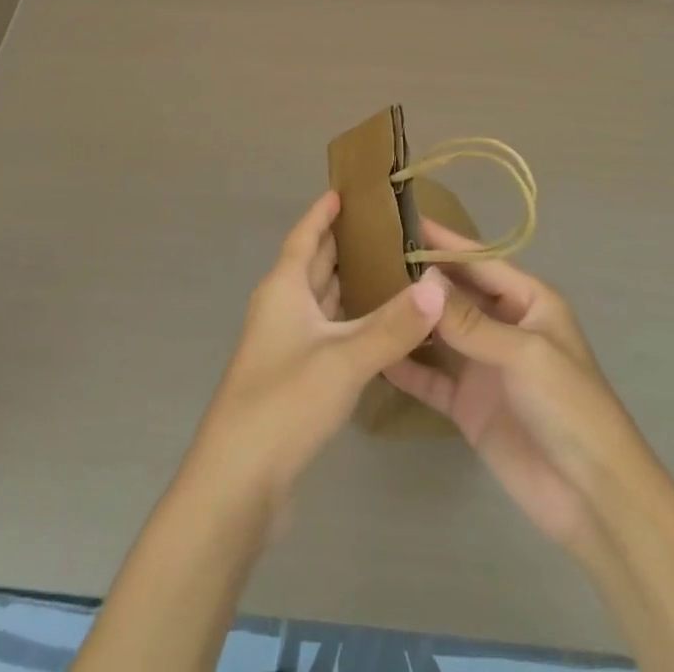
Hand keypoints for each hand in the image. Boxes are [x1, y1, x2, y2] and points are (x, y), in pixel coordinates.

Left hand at [190, 191, 448, 508]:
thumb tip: (437, 287)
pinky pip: (324, 331)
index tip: (343, 191)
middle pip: (312, 264)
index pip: (303, 237)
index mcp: (283, 289)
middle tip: (384, 227)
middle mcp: (280, 308)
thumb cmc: (284, 402)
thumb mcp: (344, 359)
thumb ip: (393, 325)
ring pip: (319, 299)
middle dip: (341, 243)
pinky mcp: (292, 378)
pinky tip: (375, 326)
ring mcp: (283, 345)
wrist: (237, 482)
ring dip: (346, 282)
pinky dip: (348, 320)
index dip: (321, 214)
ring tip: (387, 267)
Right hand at [383, 220, 645, 557]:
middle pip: (456, 292)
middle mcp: (503, 325)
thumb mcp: (524, 353)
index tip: (403, 217)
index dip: (445, 241)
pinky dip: (406, 365)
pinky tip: (375, 351)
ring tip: (362, 294)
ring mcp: (483, 365)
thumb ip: (471, 320)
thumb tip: (423, 282)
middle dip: (420, 276)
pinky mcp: (467, 404)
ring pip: (439, 331)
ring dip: (410, 317)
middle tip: (368, 254)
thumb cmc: (570, 407)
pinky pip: (430, 376)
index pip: (480, 260)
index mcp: (529, 302)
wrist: (592, 499)